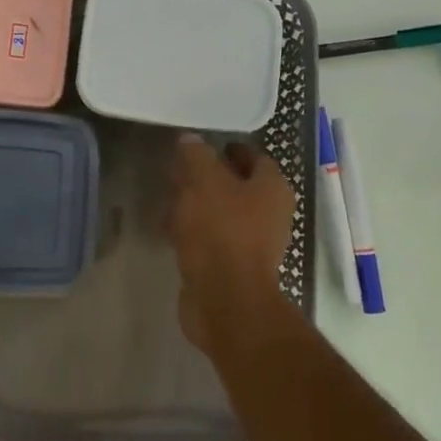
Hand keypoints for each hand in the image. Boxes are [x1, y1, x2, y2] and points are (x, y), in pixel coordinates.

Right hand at [169, 135, 297, 356]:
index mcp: (272, 188)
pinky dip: (193, 233)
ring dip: (197, 206)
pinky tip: (169, 231)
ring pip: (222, 213)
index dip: (227, 149)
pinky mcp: (233, 267)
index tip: (199, 147)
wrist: (226, 300)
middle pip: (237, 185)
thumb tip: (190, 139)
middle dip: (207, 178)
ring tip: (168, 199)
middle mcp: (270, 213)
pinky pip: (212, 240)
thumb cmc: (221, 232)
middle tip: (178, 171)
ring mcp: (253, 243)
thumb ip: (196, 157)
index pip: (253, 156)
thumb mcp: (204, 182)